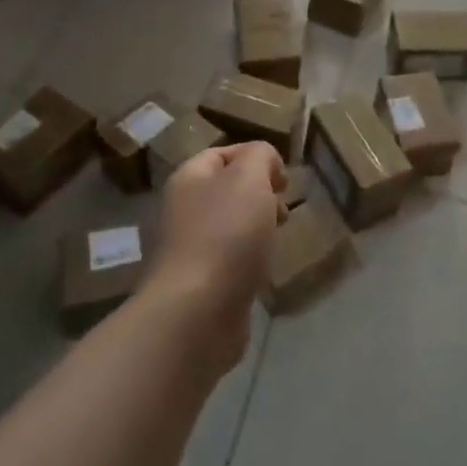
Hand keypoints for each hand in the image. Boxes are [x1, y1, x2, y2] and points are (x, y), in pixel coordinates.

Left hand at [146, 142, 284, 373]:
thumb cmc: (226, 234)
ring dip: (257, 227)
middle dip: (261, 194)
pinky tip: (263, 269)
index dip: (255, 157)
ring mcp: (188, 249)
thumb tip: (266, 162)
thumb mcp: (249, 177)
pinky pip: (229, 259)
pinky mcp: (200, 283)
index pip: (222, 153)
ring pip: (230, 225)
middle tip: (283, 210)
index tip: (284, 178)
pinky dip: (249, 259)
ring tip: (277, 239)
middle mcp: (182, 210)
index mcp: (189, 179)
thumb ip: (260, 156)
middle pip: (227, 190)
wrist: (197, 312)